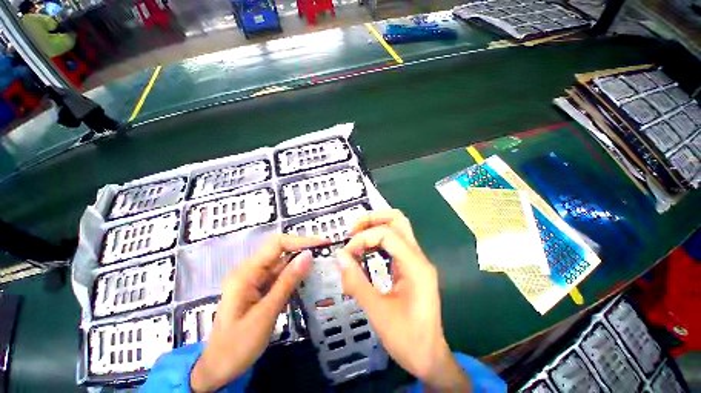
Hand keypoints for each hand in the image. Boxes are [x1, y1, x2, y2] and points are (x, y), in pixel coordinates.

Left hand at [190, 234, 327, 391]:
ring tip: (324, 273)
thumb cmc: (240, 343)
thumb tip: (307, 256)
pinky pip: (273, 284)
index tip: (326, 245)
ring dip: (298, 270)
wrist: (221, 365)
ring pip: (276, 270)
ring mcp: (248, 286)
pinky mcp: (252, 297)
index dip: (301, 241)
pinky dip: (289, 285)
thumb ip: (286, 284)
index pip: (275, 245)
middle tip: (330, 262)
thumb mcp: (266, 314)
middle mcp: (245, 274)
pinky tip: (306, 288)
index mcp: (244, 274)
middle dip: (301, 255)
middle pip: (276, 255)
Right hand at [337, 210, 469, 391]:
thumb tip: (339, 256)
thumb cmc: (405, 336)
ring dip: (375, 233)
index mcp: (416, 266)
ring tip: (353, 245)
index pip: (388, 234)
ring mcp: (418, 268)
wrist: (427, 355)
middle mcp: (420, 261)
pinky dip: (379, 249)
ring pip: (399, 236)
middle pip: (399, 223)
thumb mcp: (377, 310)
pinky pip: (396, 253)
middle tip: (349, 232)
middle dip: (373, 221)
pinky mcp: (414, 278)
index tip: (344, 255)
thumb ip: (357, 282)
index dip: (362, 238)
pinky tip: (364, 260)